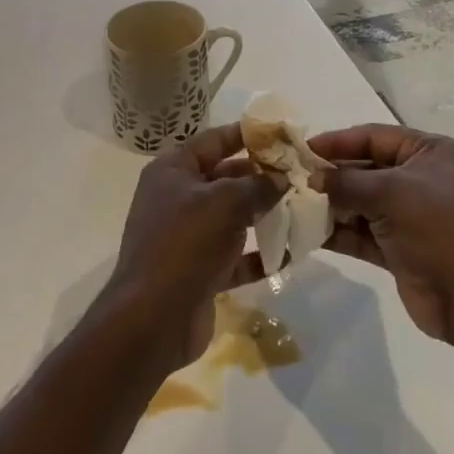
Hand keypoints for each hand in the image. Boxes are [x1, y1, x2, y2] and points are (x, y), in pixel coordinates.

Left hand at [102, 123, 280, 369]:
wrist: (153, 318)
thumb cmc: (186, 242)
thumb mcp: (226, 202)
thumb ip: (258, 185)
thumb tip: (281, 178)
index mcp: (173, 171)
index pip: (213, 141)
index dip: (247, 135)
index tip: (281, 134)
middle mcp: (176, 199)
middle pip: (224, 178)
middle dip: (261, 177)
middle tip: (300, 176)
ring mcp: (186, 237)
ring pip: (231, 218)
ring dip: (263, 216)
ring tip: (301, 211)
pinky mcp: (198, 272)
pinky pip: (234, 256)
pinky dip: (258, 255)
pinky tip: (289, 254)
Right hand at [308, 124, 453, 348]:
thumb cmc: (440, 229)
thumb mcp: (392, 193)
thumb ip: (347, 182)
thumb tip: (311, 178)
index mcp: (428, 153)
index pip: (374, 137)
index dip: (338, 142)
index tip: (302, 150)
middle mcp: (419, 180)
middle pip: (365, 170)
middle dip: (331, 176)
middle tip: (290, 180)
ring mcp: (409, 217)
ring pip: (361, 204)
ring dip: (331, 206)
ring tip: (293, 206)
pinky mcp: (399, 250)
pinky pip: (362, 234)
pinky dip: (339, 233)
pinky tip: (308, 233)